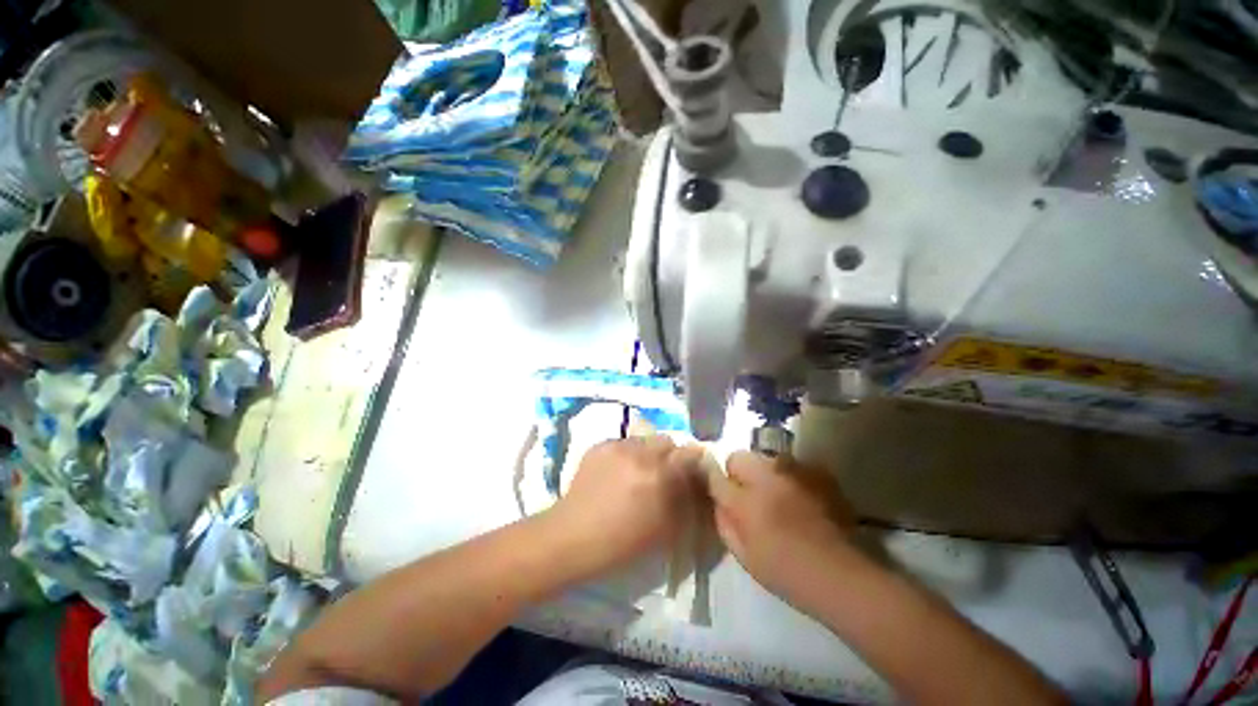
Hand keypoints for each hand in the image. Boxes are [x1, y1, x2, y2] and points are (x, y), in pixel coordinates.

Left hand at [551, 437, 703, 572]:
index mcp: (660, 475)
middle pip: (667, 440)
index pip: (690, 453)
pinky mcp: (600, 444)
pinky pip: (623, 442)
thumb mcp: (664, 530)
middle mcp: (641, 453)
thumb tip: (693, 483)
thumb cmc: (622, 542)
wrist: (573, 536)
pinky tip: (616, 473)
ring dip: (647, 453)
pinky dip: (626, 454)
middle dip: (669, 455)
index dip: (692, 462)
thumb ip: (684, 501)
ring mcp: (618, 446)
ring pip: (644, 439)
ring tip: (636, 472)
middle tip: (661, 474)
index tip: (689, 472)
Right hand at [707, 451, 856, 605]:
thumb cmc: (787, 573)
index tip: (722, 493)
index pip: (717, 476)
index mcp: (746, 501)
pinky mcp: (818, 473)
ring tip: (776, 496)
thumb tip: (720, 502)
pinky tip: (799, 498)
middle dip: (738, 472)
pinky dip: (790, 476)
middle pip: (739, 457)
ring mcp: (795, 472)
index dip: (716, 483)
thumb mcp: (744, 555)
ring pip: (766, 458)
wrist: (843, 576)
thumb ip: (725, 522)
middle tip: (748, 495)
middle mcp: (767, 477)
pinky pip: (793, 465)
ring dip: (765, 472)